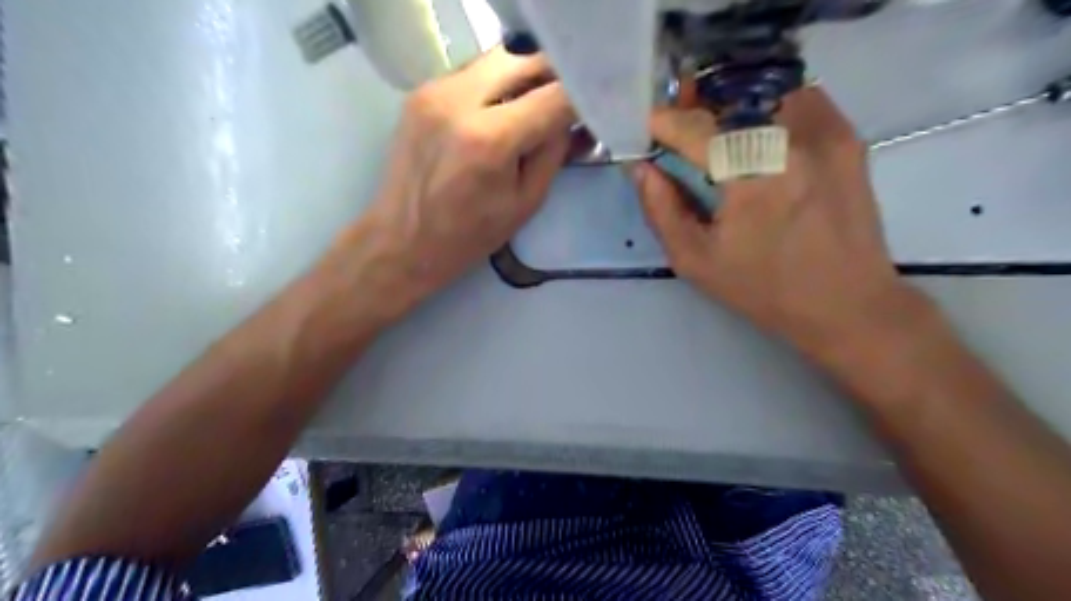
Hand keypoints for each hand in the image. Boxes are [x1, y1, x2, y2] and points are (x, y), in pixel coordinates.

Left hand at [350, 49, 568, 315]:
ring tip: (532, 110)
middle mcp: (459, 101)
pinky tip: (498, 114)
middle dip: (553, 78)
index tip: (590, 111)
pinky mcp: (421, 92)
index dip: (580, 100)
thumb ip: (553, 154)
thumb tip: (570, 120)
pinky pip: (473, 73)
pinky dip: (495, 86)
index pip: (554, 96)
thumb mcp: (526, 203)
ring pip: (497, 59)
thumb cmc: (469, 235)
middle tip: (563, 105)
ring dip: (523, 79)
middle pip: (525, 59)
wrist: (402, 240)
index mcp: (490, 140)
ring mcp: (435, 91)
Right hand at [633, 87, 920, 363]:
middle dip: (696, 106)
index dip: (663, 122)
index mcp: (749, 175)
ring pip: (765, 90)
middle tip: (678, 128)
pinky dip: (769, 107)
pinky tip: (760, 137)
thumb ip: (661, 210)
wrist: (846, 303)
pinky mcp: (847, 136)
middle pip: (729, 97)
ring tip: (718, 131)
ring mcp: (825, 132)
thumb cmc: (763, 289)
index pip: (694, 127)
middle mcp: (790, 139)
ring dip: (733, 105)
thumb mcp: (695, 260)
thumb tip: (642, 169)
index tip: (647, 128)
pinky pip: (799, 98)